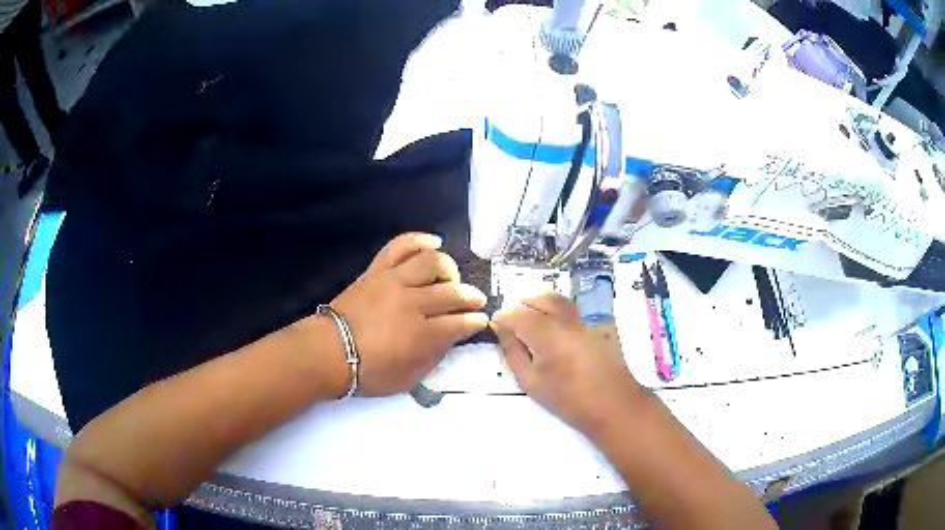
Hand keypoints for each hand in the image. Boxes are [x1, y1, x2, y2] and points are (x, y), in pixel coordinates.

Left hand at [330, 233, 488, 396]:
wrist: (328, 352)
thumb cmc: (368, 372)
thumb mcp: (408, 378)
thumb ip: (433, 357)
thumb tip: (449, 338)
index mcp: (422, 334)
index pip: (460, 322)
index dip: (475, 321)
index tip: (480, 321)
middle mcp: (412, 303)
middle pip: (452, 292)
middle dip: (470, 297)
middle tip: (475, 301)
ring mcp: (394, 281)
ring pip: (432, 262)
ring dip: (449, 268)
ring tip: (451, 277)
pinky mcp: (377, 270)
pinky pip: (400, 246)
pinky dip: (419, 240)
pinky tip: (433, 242)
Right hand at [493, 295, 646, 437]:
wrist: (612, 405)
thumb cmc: (568, 400)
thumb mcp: (531, 382)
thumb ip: (513, 352)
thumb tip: (501, 329)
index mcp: (546, 335)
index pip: (517, 313)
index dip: (502, 317)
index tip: (495, 326)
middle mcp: (565, 320)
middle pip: (538, 299)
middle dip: (520, 305)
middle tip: (509, 320)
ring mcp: (582, 321)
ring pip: (556, 299)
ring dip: (538, 303)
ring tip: (527, 320)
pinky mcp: (594, 325)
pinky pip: (569, 308)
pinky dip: (554, 309)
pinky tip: (550, 327)